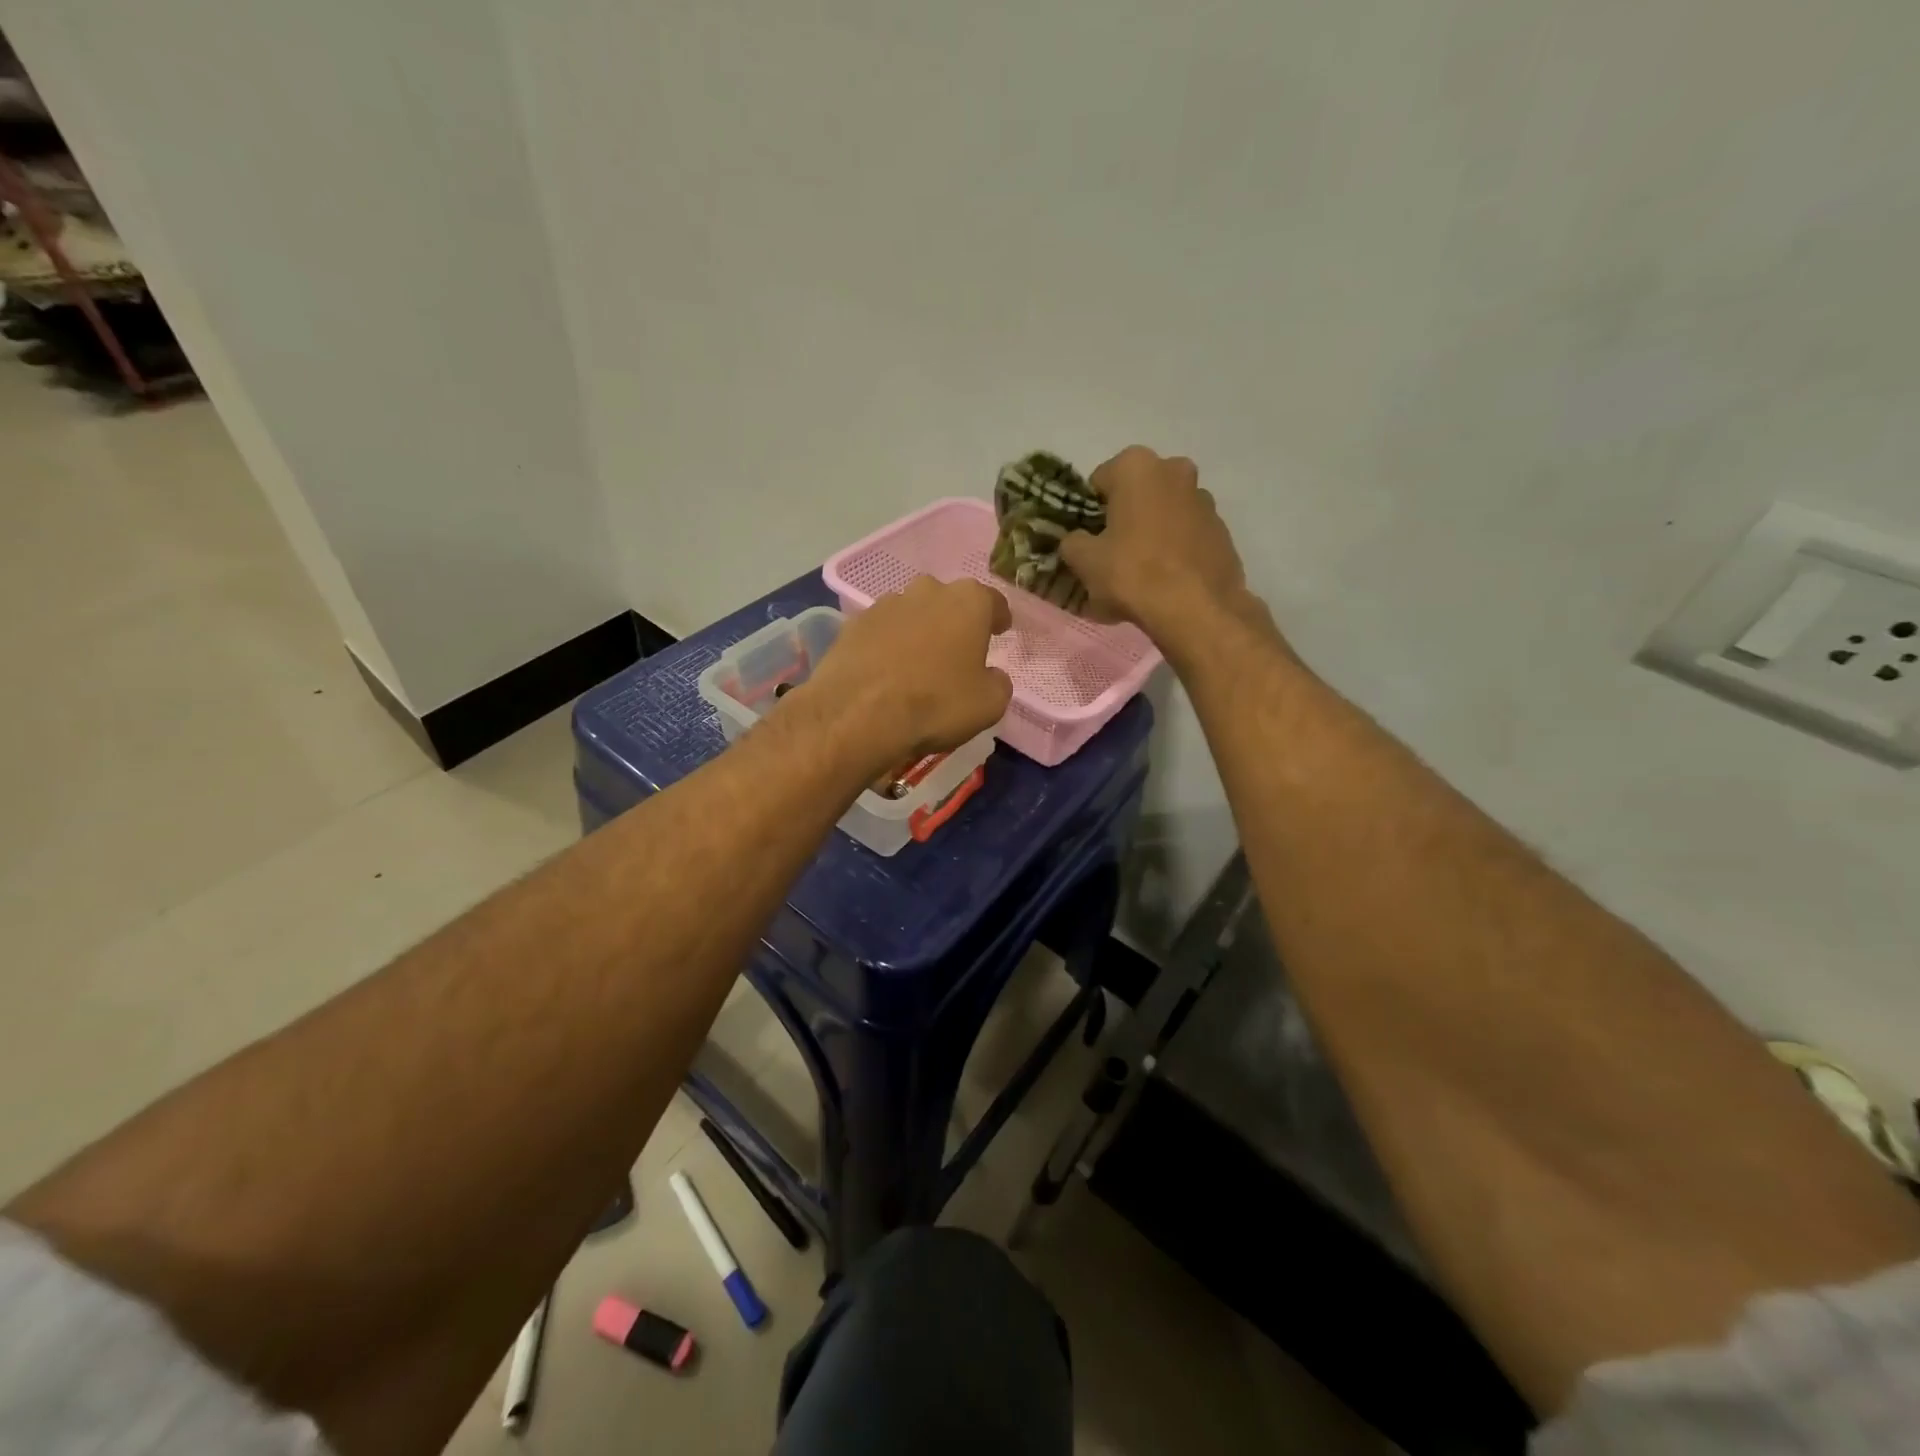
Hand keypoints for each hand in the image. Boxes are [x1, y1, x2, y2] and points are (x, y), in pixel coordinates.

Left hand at [798, 578, 1013, 769]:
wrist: (859, 715)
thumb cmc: (936, 704)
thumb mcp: (989, 704)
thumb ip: (998, 682)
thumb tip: (991, 675)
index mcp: (968, 601)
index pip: (993, 602)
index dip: (998, 618)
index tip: (1000, 632)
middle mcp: (927, 591)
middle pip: (948, 601)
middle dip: (955, 621)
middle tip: (957, 651)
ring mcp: (885, 604)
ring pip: (912, 613)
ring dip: (919, 631)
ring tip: (918, 663)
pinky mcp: (853, 624)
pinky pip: (881, 631)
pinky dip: (887, 645)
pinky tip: (887, 671)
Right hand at [1059, 447, 1256, 643]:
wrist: (1196, 609)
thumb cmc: (1132, 574)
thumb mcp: (1083, 561)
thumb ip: (1072, 542)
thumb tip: (1077, 540)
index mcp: (1136, 466)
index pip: (1099, 482)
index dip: (1089, 512)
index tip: (1088, 540)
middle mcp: (1174, 470)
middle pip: (1136, 495)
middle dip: (1124, 518)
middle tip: (1112, 554)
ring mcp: (1204, 500)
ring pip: (1164, 514)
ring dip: (1151, 533)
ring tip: (1141, 573)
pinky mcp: (1222, 530)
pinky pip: (1187, 536)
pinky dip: (1175, 551)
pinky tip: (1167, 582)